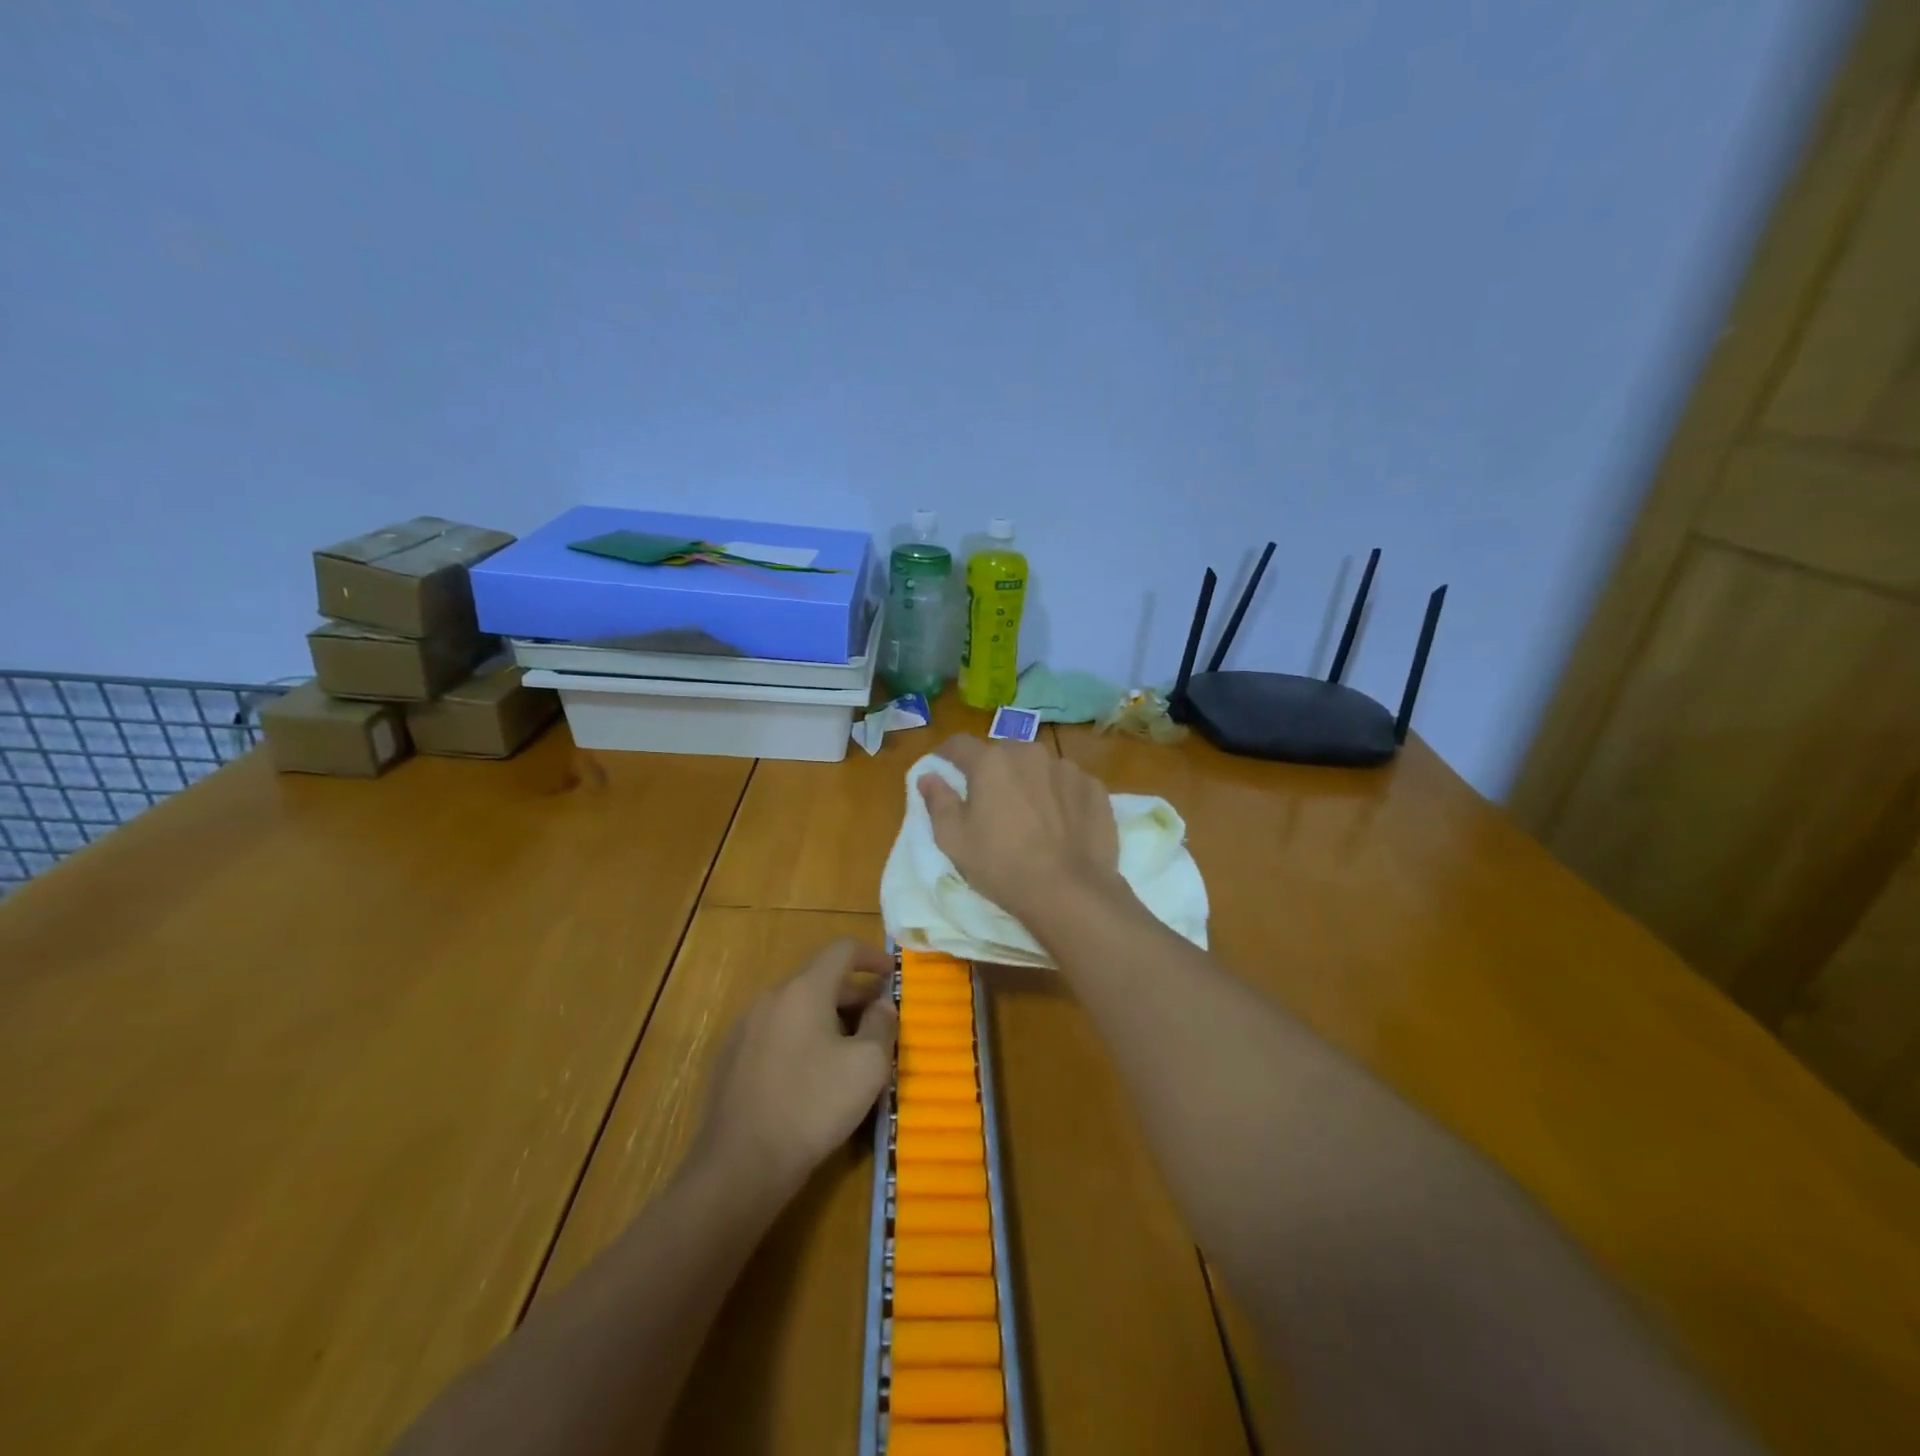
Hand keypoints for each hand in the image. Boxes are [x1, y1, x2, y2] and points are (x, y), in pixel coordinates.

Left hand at [695, 939, 897, 1199]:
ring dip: (828, 1018)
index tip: (891, 974)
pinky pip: (777, 1032)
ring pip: (797, 1007)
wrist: (740, 1166)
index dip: (872, 956)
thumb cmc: (813, 1106)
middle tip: (879, 1022)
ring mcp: (745, 1027)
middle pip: (819, 979)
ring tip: (849, 1052)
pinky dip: (802, 1038)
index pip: (842, 950)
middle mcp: (771, 997)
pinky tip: (812, 1076)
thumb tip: (882, 1004)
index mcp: (804, 989)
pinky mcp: (731, 1058)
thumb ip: (882, 1025)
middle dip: (853, 995)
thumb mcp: (867, 1066)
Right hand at [917, 735, 1123, 924]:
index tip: (942, 767)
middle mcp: (1029, 753)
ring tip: (1030, 813)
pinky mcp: (1094, 788)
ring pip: (1038, 766)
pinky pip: (1068, 784)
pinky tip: (1061, 823)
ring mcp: (1067, 768)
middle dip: (992, 769)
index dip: (946, 754)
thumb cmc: (1002, 865)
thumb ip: (938, 801)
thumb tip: (928, 776)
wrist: (1070, 891)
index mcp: (991, 762)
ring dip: (1029, 780)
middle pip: (1002, 753)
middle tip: (989, 800)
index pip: (959, 744)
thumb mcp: (954, 839)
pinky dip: (1059, 795)